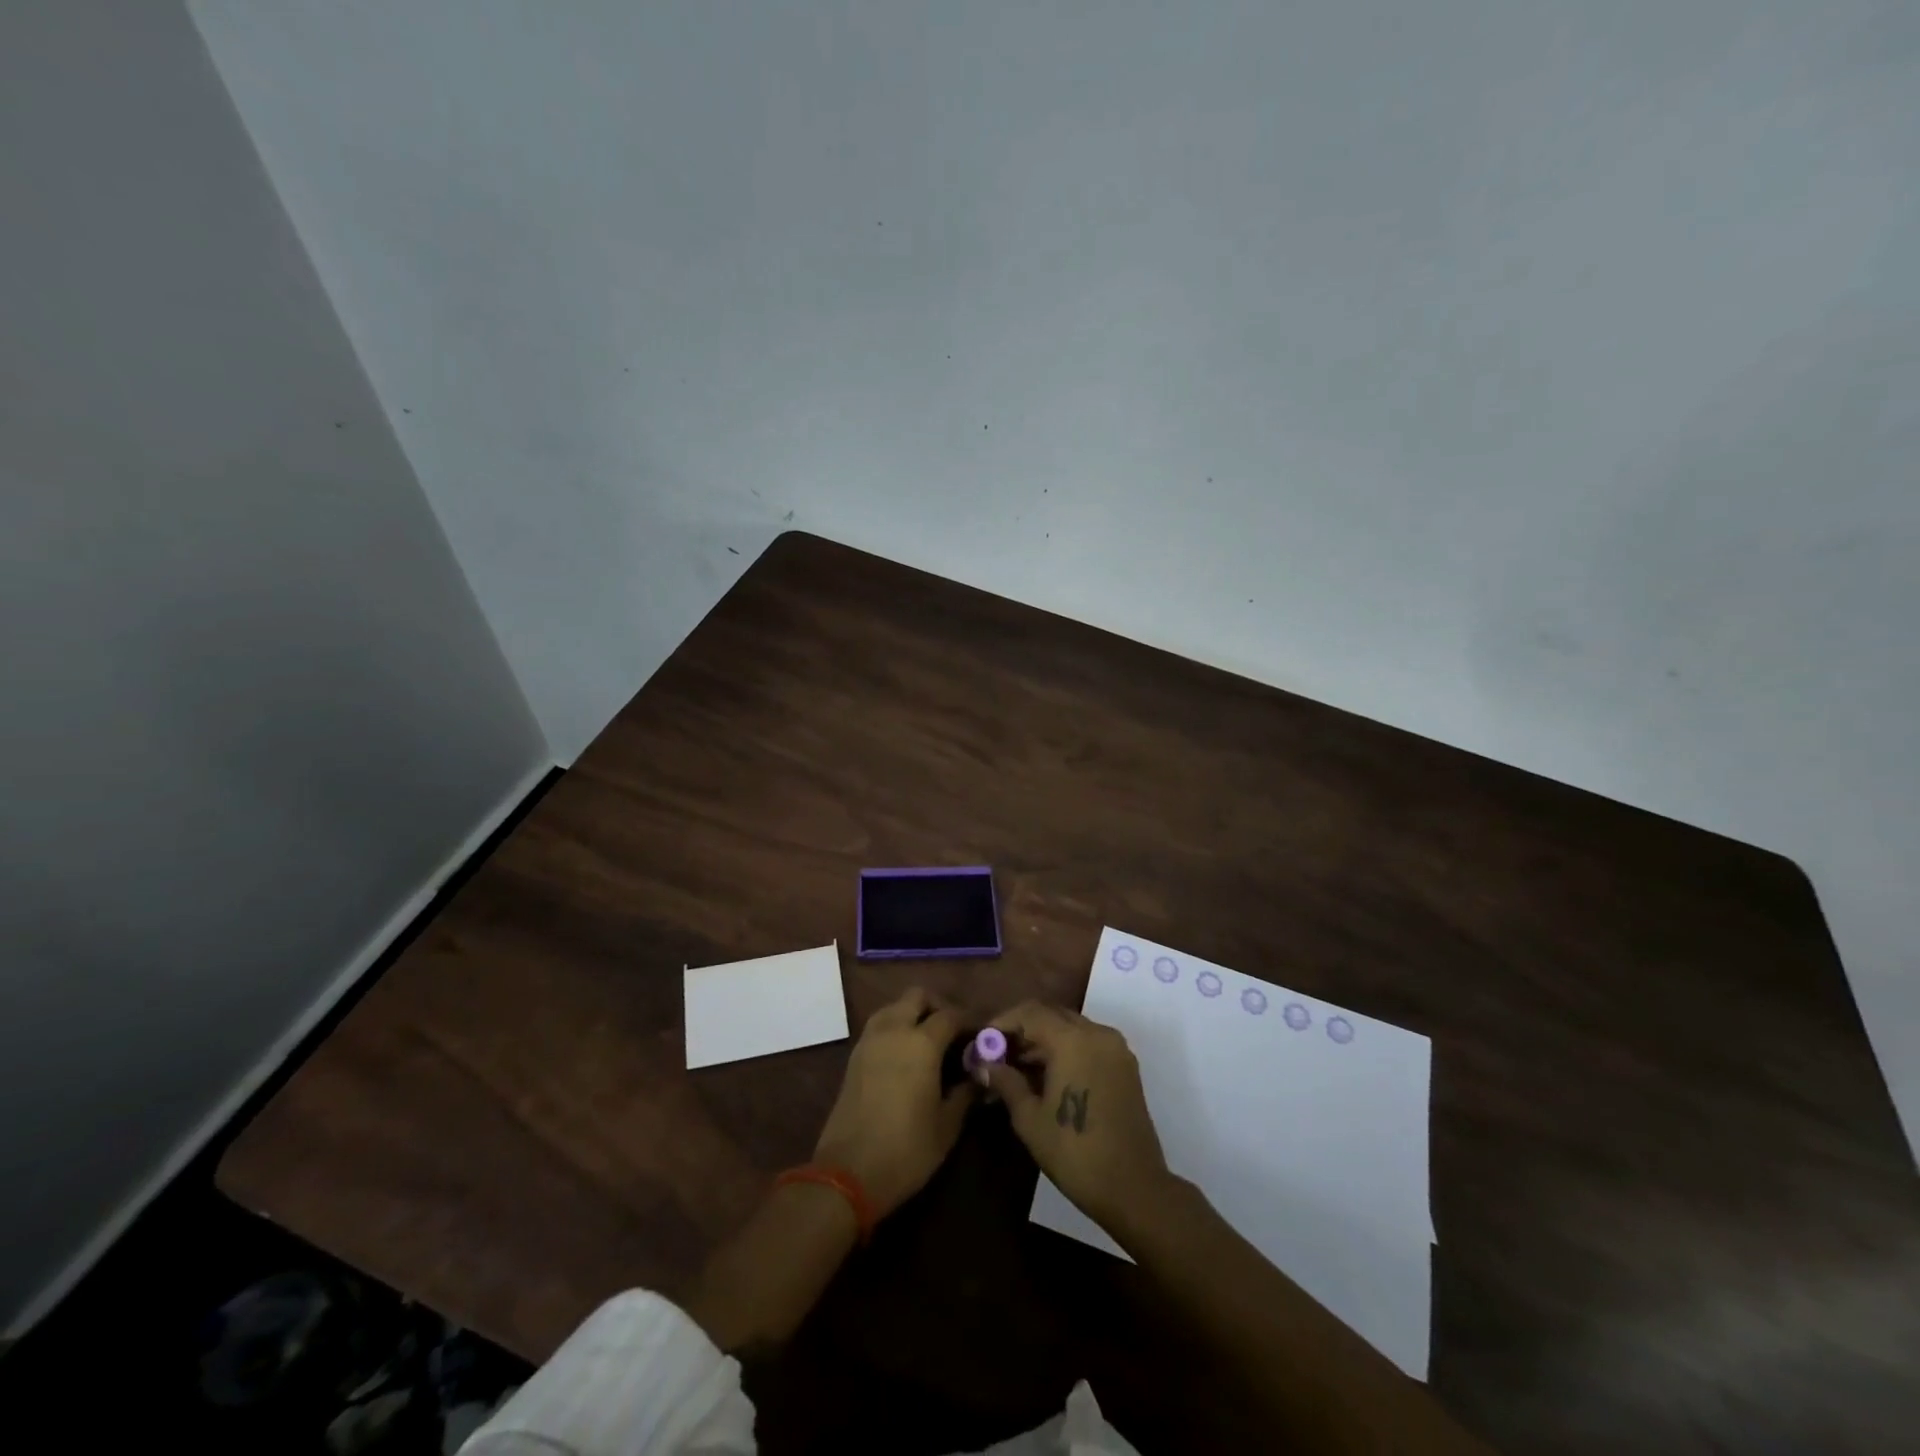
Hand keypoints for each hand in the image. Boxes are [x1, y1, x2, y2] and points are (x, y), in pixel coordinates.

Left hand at [813, 987, 973, 1217]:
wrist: (847, 1172)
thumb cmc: (906, 1150)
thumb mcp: (947, 1126)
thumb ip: (965, 1093)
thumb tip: (979, 1076)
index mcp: (921, 1043)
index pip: (951, 1015)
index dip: (969, 1021)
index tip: (982, 1035)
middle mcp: (894, 1030)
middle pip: (917, 996)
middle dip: (938, 1006)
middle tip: (953, 1031)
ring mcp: (870, 1040)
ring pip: (894, 1006)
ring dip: (913, 1013)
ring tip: (929, 1041)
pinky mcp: (854, 1055)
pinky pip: (879, 1025)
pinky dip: (895, 1027)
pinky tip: (905, 1054)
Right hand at [983, 1002, 1172, 1231]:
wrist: (1134, 1188)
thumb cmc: (1075, 1152)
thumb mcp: (1030, 1118)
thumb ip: (1006, 1081)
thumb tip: (983, 1064)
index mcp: (1072, 1040)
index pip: (1030, 1012)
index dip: (1002, 1022)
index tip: (982, 1041)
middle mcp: (1097, 1033)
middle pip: (1051, 1015)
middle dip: (1022, 1030)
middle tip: (997, 1054)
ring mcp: (1115, 1048)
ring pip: (1070, 1027)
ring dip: (1043, 1040)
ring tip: (1016, 1068)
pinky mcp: (1125, 1065)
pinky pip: (1088, 1042)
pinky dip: (1065, 1049)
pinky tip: (1045, 1076)